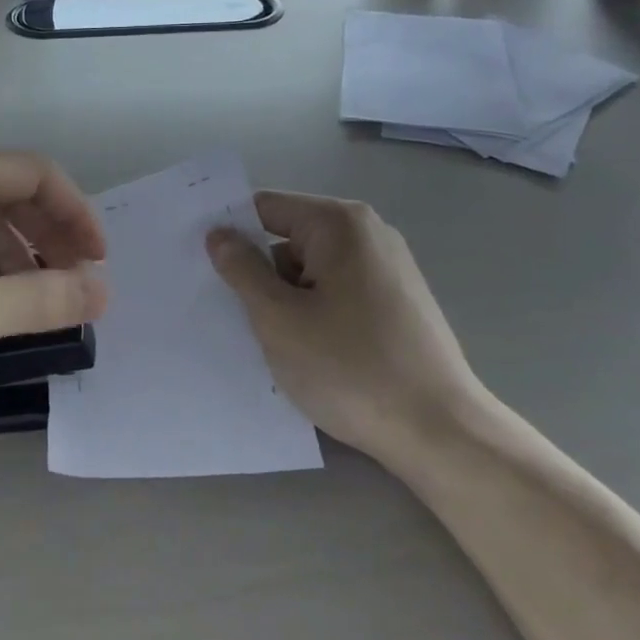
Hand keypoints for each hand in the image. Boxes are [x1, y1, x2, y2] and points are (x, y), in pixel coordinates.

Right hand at [205, 192, 480, 455]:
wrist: (440, 432)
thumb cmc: (350, 368)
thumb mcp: (278, 318)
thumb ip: (242, 269)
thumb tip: (219, 234)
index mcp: (340, 224)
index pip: (266, 207)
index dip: (230, 233)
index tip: (199, 265)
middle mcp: (369, 234)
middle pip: (290, 239)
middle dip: (261, 274)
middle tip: (237, 316)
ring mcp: (389, 269)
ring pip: (312, 272)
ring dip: (287, 301)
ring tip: (276, 344)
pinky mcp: (399, 303)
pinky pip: (338, 294)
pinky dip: (316, 315)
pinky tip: (312, 355)